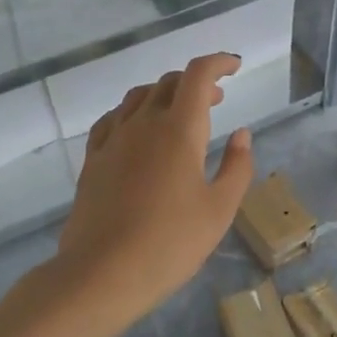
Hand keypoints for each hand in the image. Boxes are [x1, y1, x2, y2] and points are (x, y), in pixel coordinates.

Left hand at [53, 52, 254, 333]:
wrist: (102, 273)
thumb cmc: (171, 242)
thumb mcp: (219, 209)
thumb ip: (237, 167)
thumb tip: (243, 134)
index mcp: (179, 130)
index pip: (197, 75)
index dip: (218, 63)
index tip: (235, 67)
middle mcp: (143, 124)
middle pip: (168, 83)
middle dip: (196, 82)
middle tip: (217, 100)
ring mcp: (113, 140)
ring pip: (138, 97)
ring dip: (164, 94)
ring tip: (180, 114)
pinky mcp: (93, 160)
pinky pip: (113, 119)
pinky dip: (134, 113)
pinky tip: (138, 131)